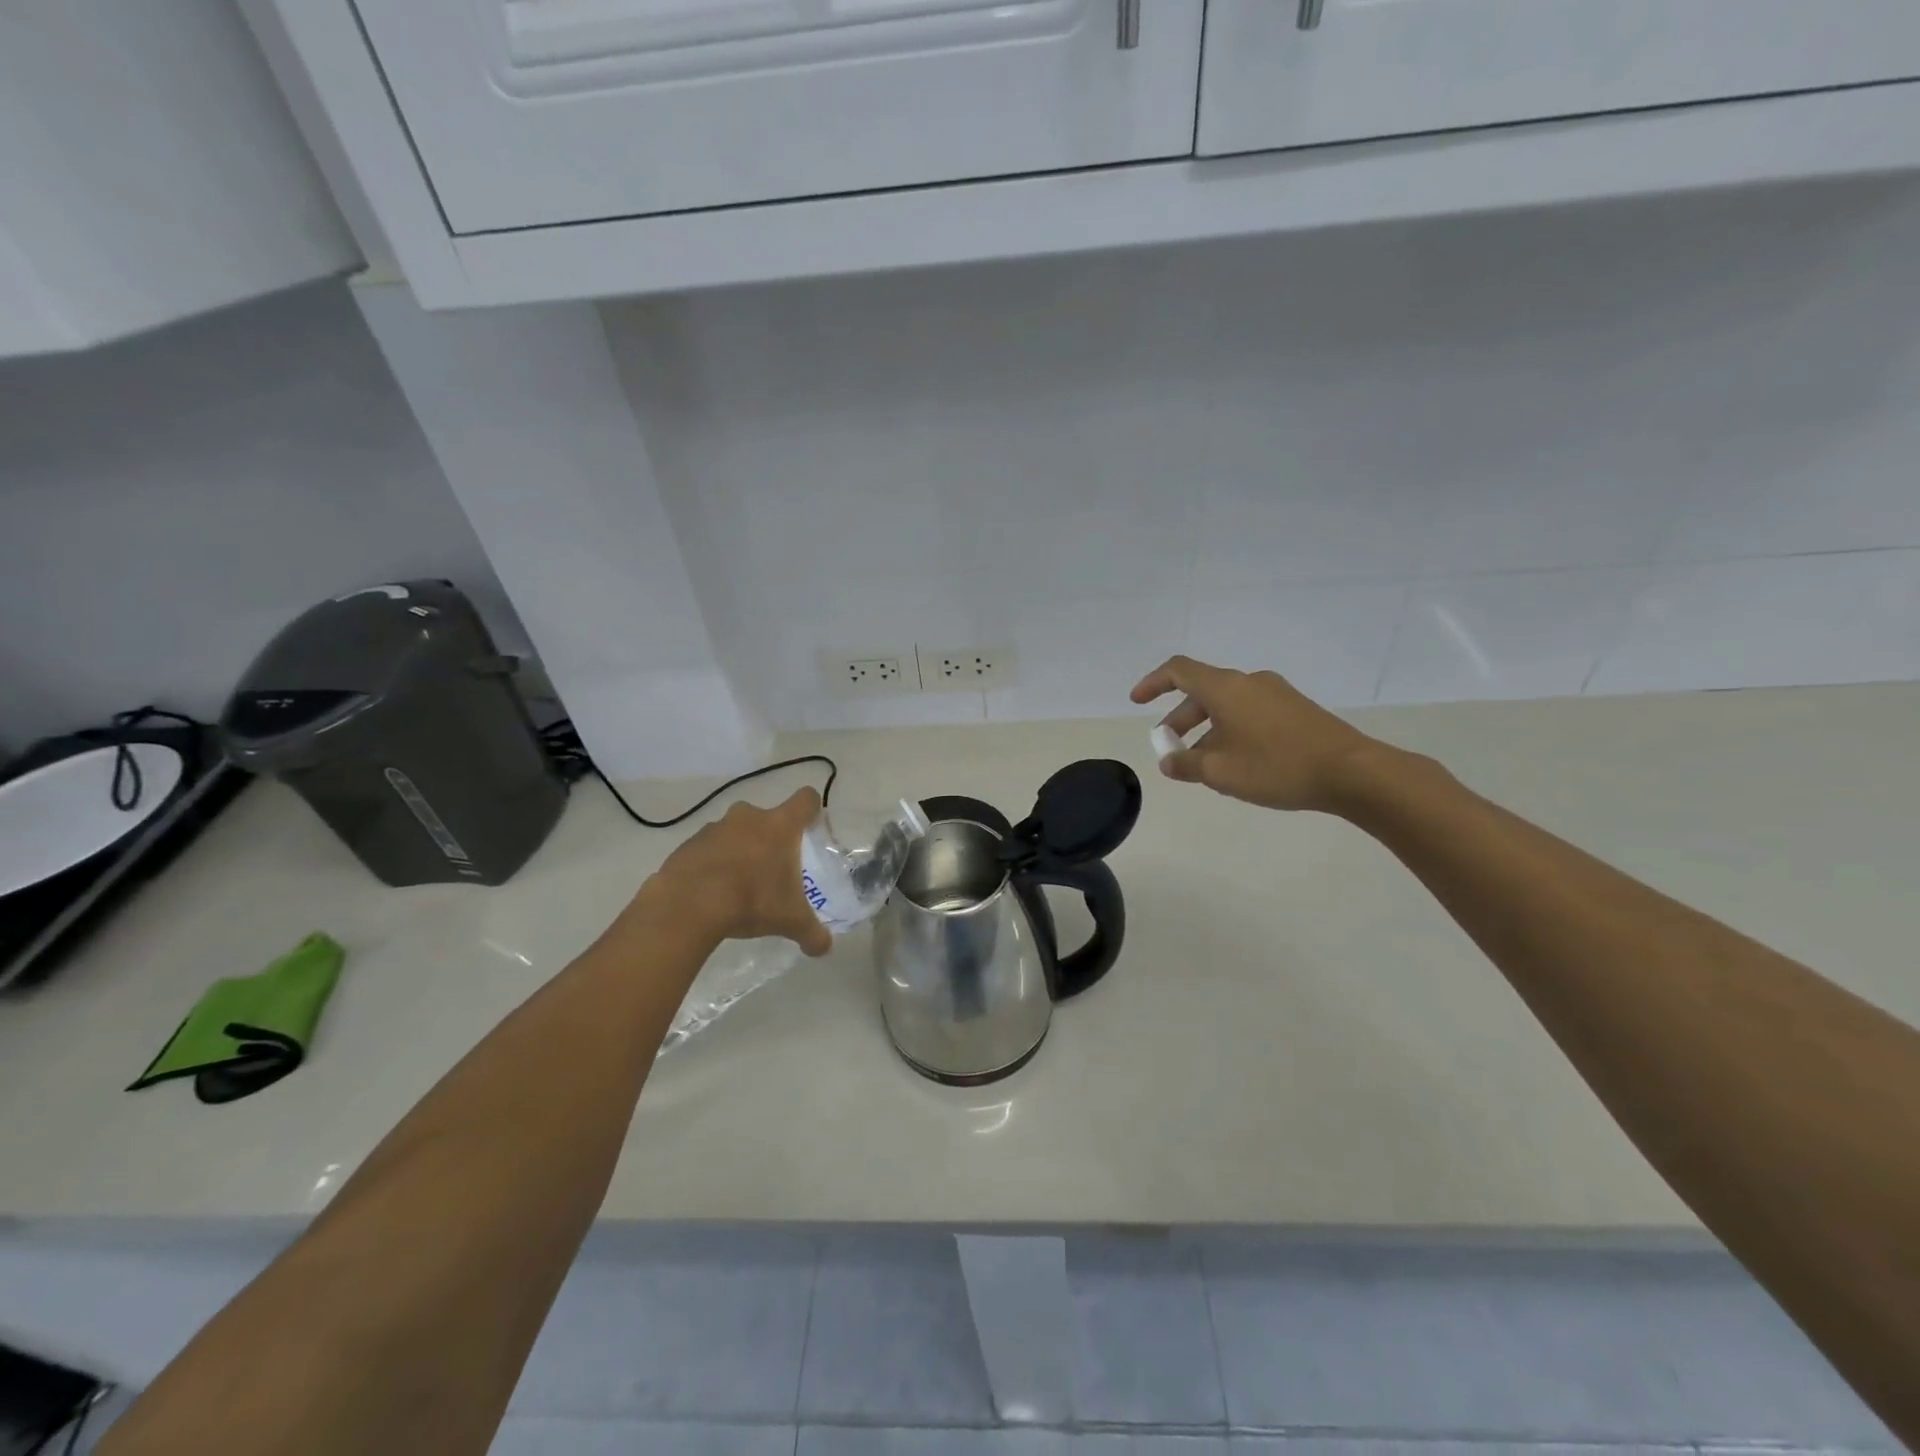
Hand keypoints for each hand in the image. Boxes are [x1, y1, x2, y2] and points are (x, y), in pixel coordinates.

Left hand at [634, 788, 832, 955]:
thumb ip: (812, 933)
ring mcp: (714, 828)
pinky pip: (707, 848)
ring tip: (739, 884)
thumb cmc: (752, 900)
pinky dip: (712, 863)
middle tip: (772, 867)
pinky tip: (711, 892)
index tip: (811, 828)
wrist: (688, 905)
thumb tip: (824, 948)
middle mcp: (748, 817)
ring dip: (739, 850)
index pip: (805, 799)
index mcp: (780, 825)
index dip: (812, 810)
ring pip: (735, 832)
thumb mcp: (790, 921)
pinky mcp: (687, 844)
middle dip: (770, 837)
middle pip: (767, 817)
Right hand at [1131, 655, 1384, 814]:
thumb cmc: (1276, 767)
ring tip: (1202, 763)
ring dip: (1206, 729)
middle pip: (1202, 691)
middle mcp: (1249, 682)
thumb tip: (1168, 761)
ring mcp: (1276, 694)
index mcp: (1225, 688)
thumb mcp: (1220, 772)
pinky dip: (1231, 730)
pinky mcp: (1296, 710)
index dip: (1152, 683)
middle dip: (1180, 719)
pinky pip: (1250, 712)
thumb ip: (1185, 764)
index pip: (1178, 671)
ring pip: (1227, 705)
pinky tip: (1237, 762)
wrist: (1351, 772)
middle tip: (1169, 747)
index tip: (1137, 702)